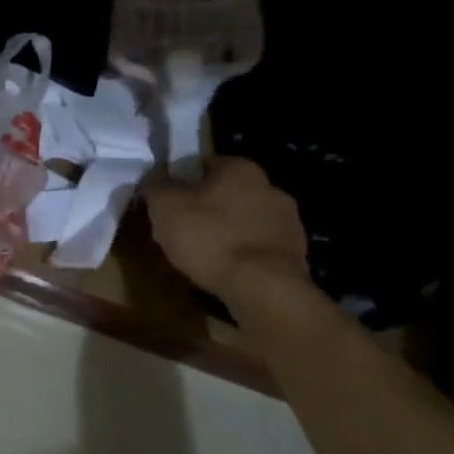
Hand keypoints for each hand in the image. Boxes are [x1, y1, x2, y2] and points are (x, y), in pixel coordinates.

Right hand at [145, 156, 308, 302]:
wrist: (264, 288)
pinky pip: (258, 245)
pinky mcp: (296, 251)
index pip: (202, 165)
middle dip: (204, 209)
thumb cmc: (209, 238)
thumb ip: (157, 184)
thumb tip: (157, 175)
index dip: (180, 183)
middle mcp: (269, 186)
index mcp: (239, 168)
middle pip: (224, 193)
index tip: (167, 205)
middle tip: (180, 232)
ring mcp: (288, 220)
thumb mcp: (165, 207)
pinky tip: (225, 270)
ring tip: (202, 256)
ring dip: (225, 232)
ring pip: (243, 220)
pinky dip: (242, 253)